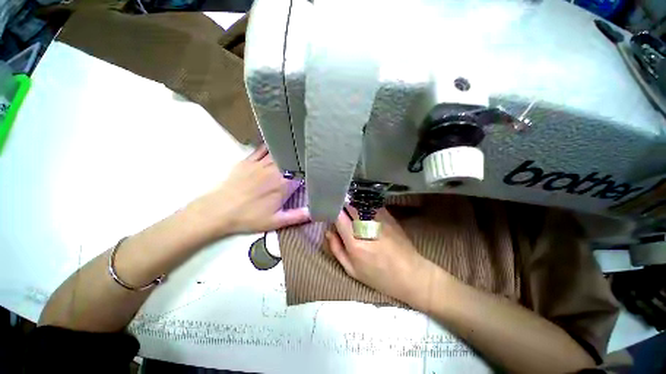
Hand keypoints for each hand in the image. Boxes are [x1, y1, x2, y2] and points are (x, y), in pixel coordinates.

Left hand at [192, 145, 309, 237]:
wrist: (219, 211)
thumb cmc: (249, 217)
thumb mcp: (276, 221)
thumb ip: (297, 216)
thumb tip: (315, 212)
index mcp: (284, 185)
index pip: (302, 174)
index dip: (308, 173)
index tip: (312, 173)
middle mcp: (275, 171)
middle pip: (292, 161)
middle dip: (300, 161)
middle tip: (305, 160)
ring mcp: (261, 164)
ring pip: (279, 153)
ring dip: (288, 152)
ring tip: (295, 149)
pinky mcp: (248, 161)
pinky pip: (262, 149)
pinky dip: (270, 146)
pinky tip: (275, 144)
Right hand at [326, 206, 439, 308]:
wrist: (410, 273)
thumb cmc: (379, 276)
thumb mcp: (352, 270)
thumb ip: (336, 249)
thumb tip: (328, 231)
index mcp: (354, 241)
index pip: (338, 216)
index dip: (332, 211)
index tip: (330, 212)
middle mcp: (366, 226)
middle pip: (349, 205)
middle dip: (341, 205)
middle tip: (339, 210)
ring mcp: (378, 218)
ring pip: (359, 202)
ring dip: (352, 203)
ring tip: (350, 209)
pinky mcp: (388, 215)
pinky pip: (371, 204)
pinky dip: (363, 205)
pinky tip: (363, 210)